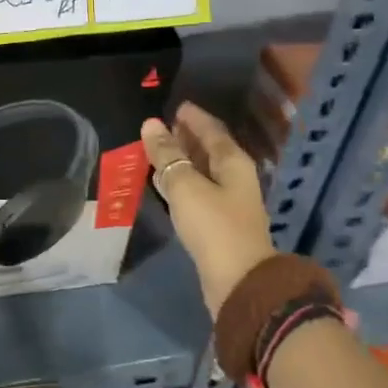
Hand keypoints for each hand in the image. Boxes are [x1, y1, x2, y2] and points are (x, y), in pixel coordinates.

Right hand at [142, 102, 275, 315]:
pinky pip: (196, 191)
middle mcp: (234, 178)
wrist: (237, 281)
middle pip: (209, 149)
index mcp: (233, 162)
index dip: (193, 117)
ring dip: (182, 160)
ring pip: (202, 171)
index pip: (212, 130)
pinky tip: (163, 184)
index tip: (175, 106)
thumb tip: (151, 124)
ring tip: (156, 150)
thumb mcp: (185, 185)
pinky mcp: (216, 223)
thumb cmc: (213, 226)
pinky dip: (180, 182)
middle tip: (161, 126)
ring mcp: (227, 202)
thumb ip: (167, 155)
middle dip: (186, 137)